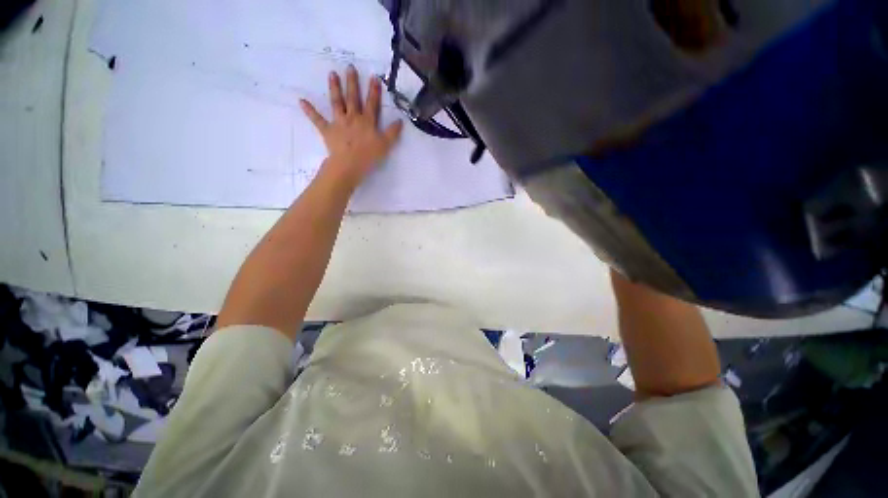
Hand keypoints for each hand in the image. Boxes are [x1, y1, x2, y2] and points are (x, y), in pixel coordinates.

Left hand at [299, 65, 403, 186]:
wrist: (349, 165)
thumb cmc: (369, 156)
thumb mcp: (385, 145)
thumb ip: (393, 133)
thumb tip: (400, 121)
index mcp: (367, 121)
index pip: (372, 104)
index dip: (373, 91)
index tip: (373, 77)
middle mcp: (353, 117)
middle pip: (353, 98)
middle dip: (352, 82)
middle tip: (349, 67)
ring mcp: (339, 123)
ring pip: (337, 103)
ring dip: (334, 88)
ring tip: (332, 74)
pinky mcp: (327, 130)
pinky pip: (317, 120)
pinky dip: (309, 111)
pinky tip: (301, 101)